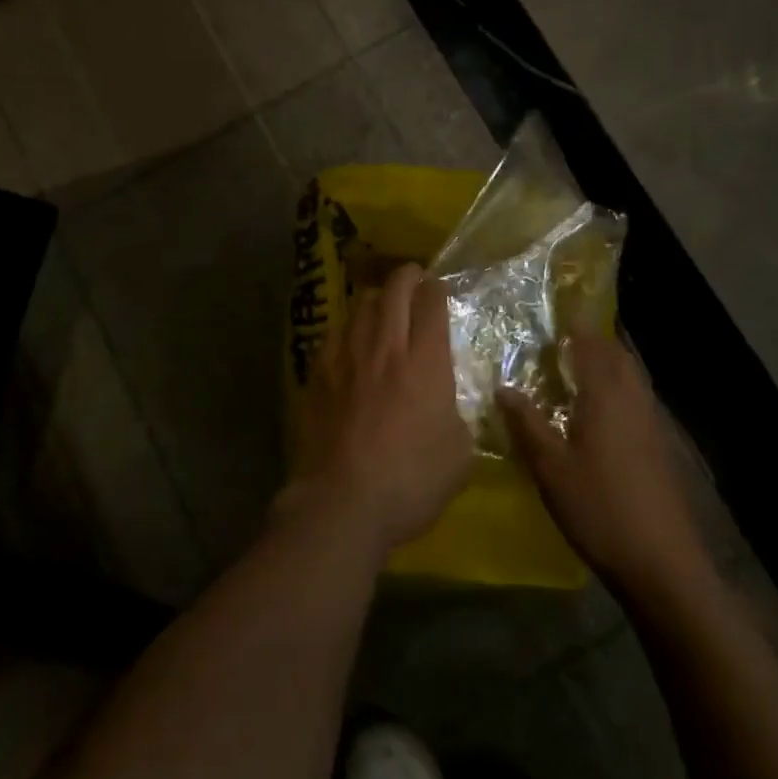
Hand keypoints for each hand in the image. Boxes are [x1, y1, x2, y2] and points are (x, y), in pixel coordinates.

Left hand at [290, 263, 470, 558]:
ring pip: (360, 306)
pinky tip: (349, 338)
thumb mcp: (459, 456)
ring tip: (382, 304)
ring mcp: (346, 357)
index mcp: (425, 362)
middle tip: (414, 278)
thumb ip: (458, 419)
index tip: (439, 289)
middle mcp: (385, 347)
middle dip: (407, 277)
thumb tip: (449, 408)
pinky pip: (334, 334)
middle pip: (394, 291)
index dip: (437, 290)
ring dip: (376, 298)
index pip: (431, 305)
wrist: (343, 501)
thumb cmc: (411, 481)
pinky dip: (347, 328)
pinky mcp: (318, 374)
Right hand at [501, 332, 712, 593]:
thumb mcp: (550, 468)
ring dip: (609, 364)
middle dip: (595, 340)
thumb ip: (527, 424)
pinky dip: (619, 389)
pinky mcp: (660, 448)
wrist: (663, 564)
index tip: (559, 309)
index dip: (577, 325)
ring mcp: (652, 425)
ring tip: (581, 367)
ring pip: (632, 378)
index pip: (592, 347)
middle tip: (566, 337)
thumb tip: (503, 387)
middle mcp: (633, 402)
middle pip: (618, 357)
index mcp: (606, 398)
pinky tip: (602, 411)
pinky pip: (638, 400)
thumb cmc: (600, 509)